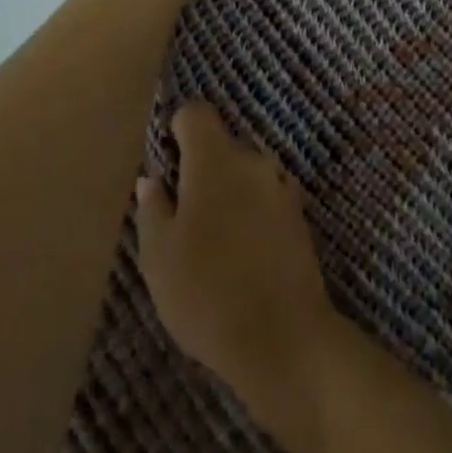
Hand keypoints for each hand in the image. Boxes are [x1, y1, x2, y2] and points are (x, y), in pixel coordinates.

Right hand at [136, 102, 337, 410]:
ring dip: (228, 191)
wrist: (284, 338)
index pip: (196, 114)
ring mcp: (281, 187)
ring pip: (245, 173)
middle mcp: (253, 161)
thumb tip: (152, 180)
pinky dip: (251, 212)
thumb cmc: (207, 293)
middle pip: (222, 145)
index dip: (178, 129)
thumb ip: (153, 209)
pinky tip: (241, 253)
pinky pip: (266, 198)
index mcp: (215, 160)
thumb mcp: (159, 256)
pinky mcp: (299, 215)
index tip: (167, 161)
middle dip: (201, 168)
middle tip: (182, 213)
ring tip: (211, 239)